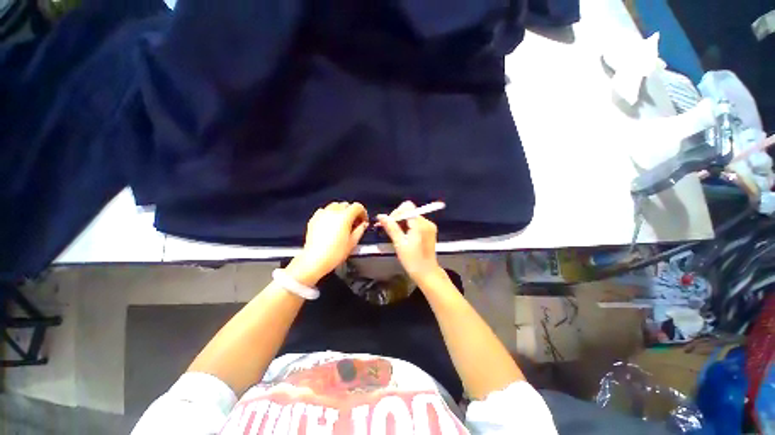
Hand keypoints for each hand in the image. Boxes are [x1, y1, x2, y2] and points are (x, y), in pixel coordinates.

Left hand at [287, 202, 367, 285]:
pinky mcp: (314, 219)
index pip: (357, 206)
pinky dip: (330, 214)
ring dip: (341, 211)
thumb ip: (360, 230)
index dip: (363, 213)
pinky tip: (331, 224)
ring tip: (342, 222)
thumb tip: (363, 224)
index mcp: (345, 216)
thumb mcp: (353, 242)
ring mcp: (322, 214)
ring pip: (335, 206)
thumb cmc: (335, 253)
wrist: (315, 259)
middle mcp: (333, 212)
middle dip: (352, 212)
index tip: (363, 221)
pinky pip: (324, 211)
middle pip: (346, 205)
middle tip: (354, 223)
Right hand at [377, 201, 444, 285]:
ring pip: (412, 216)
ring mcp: (430, 226)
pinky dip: (408, 226)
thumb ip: (391, 228)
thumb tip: (381, 216)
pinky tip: (404, 236)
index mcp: (420, 224)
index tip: (389, 223)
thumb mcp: (399, 244)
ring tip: (396, 234)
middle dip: (398, 218)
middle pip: (409, 211)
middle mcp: (427, 222)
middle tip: (389, 229)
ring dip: (402, 223)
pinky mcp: (430, 230)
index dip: (396, 213)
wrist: (427, 273)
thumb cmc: (412, 261)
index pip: (407, 207)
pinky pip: (416, 222)